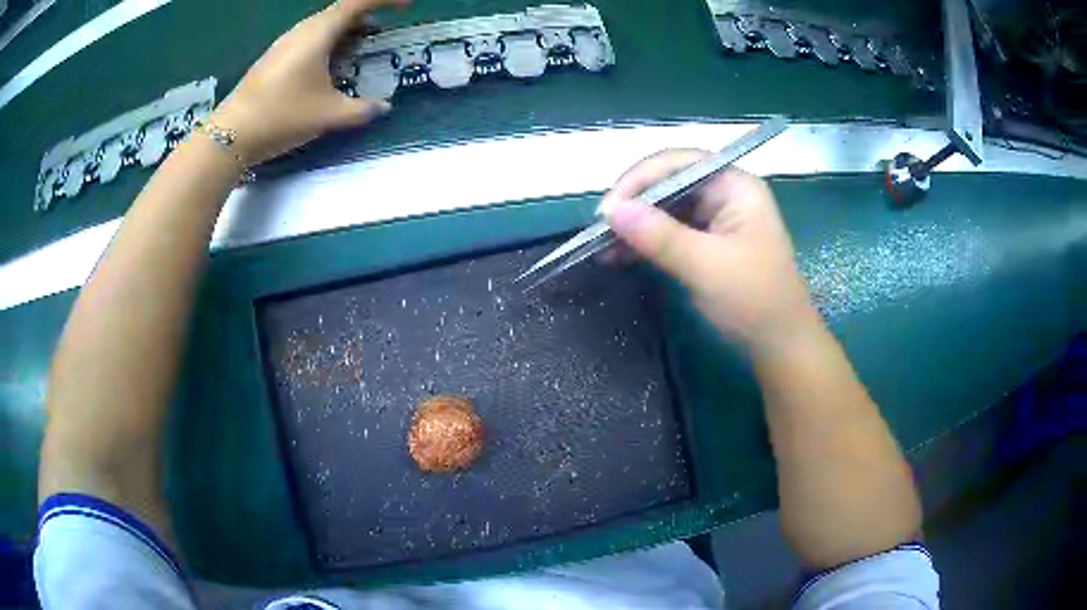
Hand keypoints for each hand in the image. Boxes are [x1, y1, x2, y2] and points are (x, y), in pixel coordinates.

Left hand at [211, 0, 408, 164]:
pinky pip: (308, 39)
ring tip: (357, 50)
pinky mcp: (273, 58)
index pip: (358, 2)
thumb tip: (383, 107)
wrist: (231, 134)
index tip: (406, 7)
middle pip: (340, 11)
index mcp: (319, 34)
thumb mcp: (328, 115)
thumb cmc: (282, 116)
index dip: (385, 0)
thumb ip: (361, 109)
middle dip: (366, 17)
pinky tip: (328, 66)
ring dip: (345, 31)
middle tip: (381, 34)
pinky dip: (327, 43)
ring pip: (322, 25)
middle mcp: (302, 31)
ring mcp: (284, 44)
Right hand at [602, 150, 819, 351]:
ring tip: (603, 245)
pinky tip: (619, 255)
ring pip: (666, 208)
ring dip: (636, 224)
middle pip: (670, 182)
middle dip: (635, 202)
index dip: (641, 178)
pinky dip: (646, 242)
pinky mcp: (708, 243)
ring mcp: (716, 219)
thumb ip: (659, 235)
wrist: (780, 345)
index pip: (680, 162)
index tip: (609, 207)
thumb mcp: (705, 266)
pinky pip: (670, 232)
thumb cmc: (754, 300)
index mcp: (735, 186)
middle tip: (601, 227)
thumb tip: (611, 210)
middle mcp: (725, 194)